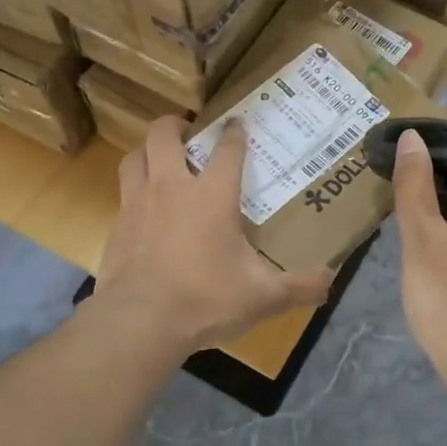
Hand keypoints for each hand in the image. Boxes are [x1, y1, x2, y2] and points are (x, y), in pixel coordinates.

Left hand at [96, 117, 334, 353]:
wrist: (141, 321)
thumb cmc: (207, 299)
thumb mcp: (262, 296)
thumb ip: (300, 287)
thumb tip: (331, 281)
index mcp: (212, 196)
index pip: (227, 150)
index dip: (234, 133)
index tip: (237, 123)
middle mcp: (172, 188)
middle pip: (164, 135)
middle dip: (175, 125)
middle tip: (186, 130)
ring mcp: (138, 205)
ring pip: (134, 158)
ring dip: (146, 151)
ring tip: (158, 157)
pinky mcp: (116, 228)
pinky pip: (122, 195)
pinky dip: (133, 191)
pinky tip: (143, 211)